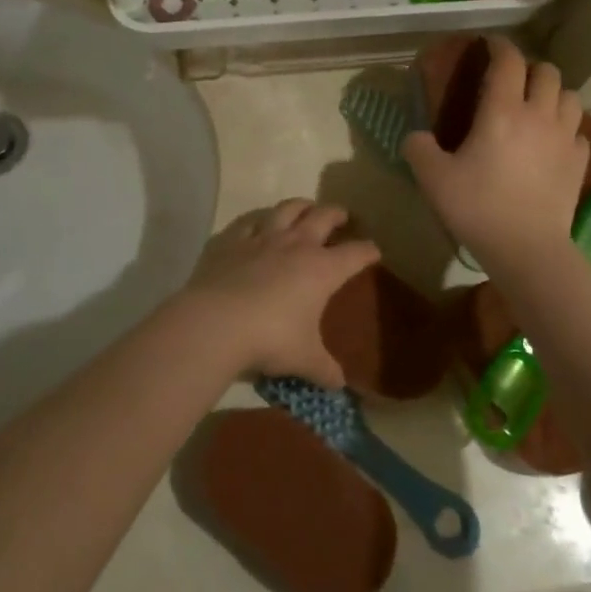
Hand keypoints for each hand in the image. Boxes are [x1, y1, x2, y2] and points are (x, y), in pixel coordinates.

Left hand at [174, 200, 378, 386]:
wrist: (216, 322)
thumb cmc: (270, 339)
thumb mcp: (304, 360)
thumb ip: (324, 370)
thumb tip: (339, 385)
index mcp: (322, 269)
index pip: (355, 253)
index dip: (368, 251)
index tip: (374, 251)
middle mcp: (295, 244)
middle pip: (323, 217)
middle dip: (336, 214)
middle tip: (342, 216)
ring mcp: (261, 237)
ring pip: (286, 209)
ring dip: (300, 205)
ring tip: (305, 207)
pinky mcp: (231, 239)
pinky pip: (248, 220)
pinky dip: (257, 219)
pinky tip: (257, 222)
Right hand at [403, 37, 589, 274]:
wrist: (527, 249)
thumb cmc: (477, 207)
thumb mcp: (432, 178)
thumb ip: (418, 148)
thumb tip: (416, 137)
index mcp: (502, 111)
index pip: (509, 61)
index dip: (499, 45)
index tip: (489, 44)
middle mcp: (539, 115)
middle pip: (548, 72)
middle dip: (530, 68)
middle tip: (512, 80)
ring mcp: (565, 138)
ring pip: (570, 97)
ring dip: (553, 93)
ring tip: (537, 106)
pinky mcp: (579, 163)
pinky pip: (578, 131)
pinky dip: (566, 127)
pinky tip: (552, 141)